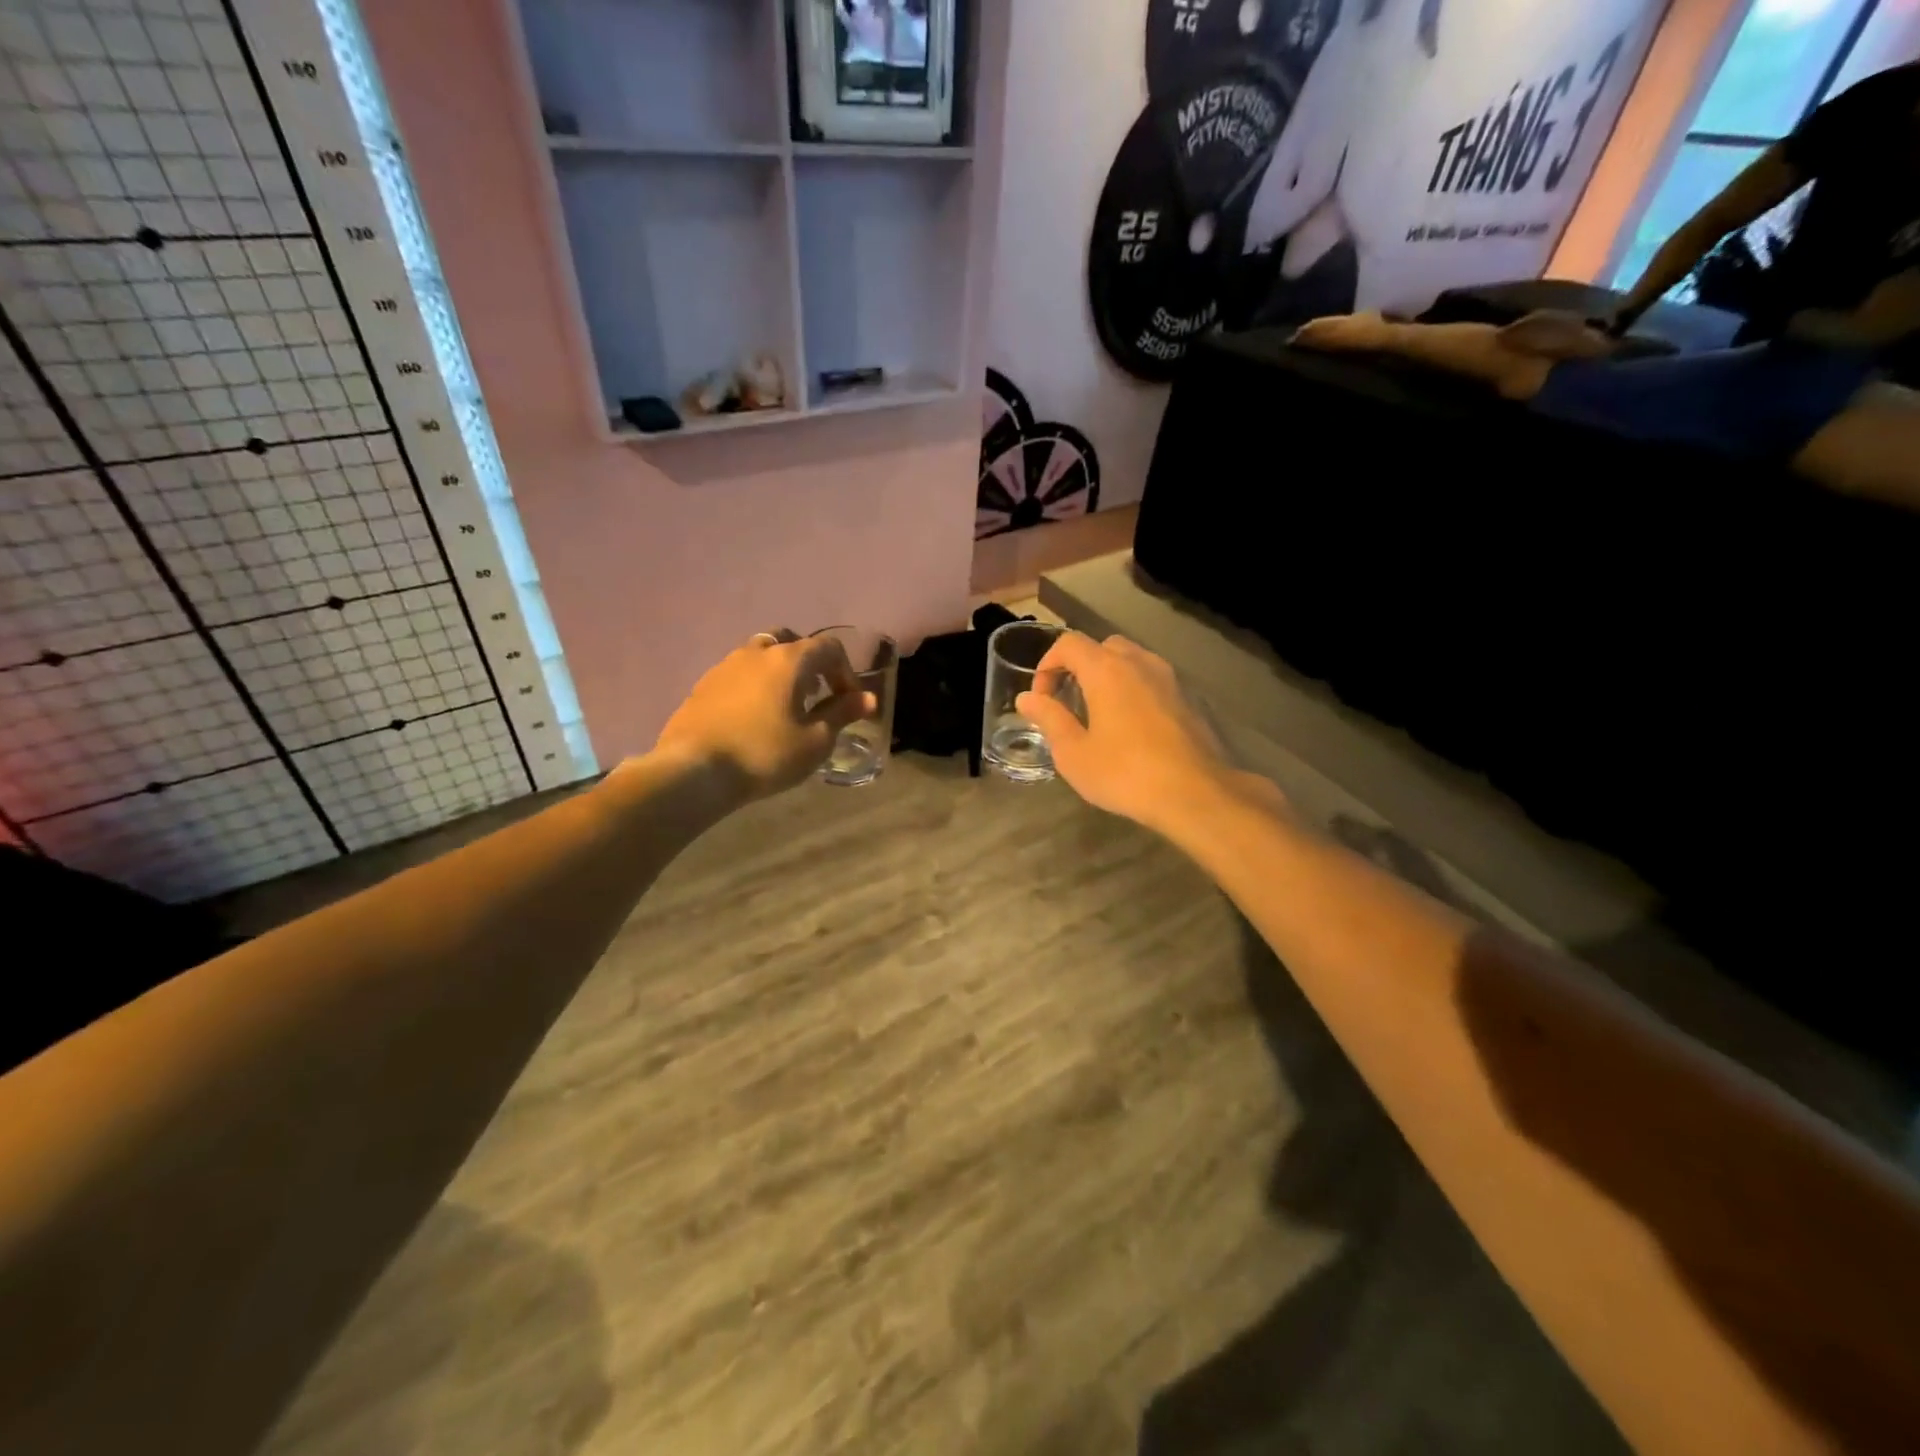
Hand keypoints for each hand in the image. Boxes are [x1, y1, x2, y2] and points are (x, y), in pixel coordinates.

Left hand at [653, 632, 875, 801]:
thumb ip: (842, 714)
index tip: (849, 702)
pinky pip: (738, 674)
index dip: (846, 672)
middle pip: (791, 643)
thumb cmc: (765, 754)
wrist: (694, 770)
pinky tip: (753, 717)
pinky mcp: (703, 685)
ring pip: (761, 656)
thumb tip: (868, 699)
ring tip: (784, 706)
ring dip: (779, 673)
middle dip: (810, 664)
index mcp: (789, 660)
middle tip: (816, 694)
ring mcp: (725, 665)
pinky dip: (754, 685)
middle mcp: (757, 652)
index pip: (829, 648)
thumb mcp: (815, 741)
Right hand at [1015, 632, 1249, 832]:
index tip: (1042, 698)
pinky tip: (1129, 726)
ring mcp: (1168, 678)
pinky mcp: (1187, 698)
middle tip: (1068, 701)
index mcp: (1106, 669)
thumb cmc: (1125, 774)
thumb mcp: (1074, 753)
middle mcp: (1139, 662)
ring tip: (1097, 712)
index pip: (1069, 644)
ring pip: (1130, 660)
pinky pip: (1151, 680)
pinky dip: (1132, 689)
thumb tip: (1027, 698)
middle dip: (1078, 667)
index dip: (1047, 665)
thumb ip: (1049, 719)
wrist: (1195, 793)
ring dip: (1108, 676)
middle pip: (1101, 647)